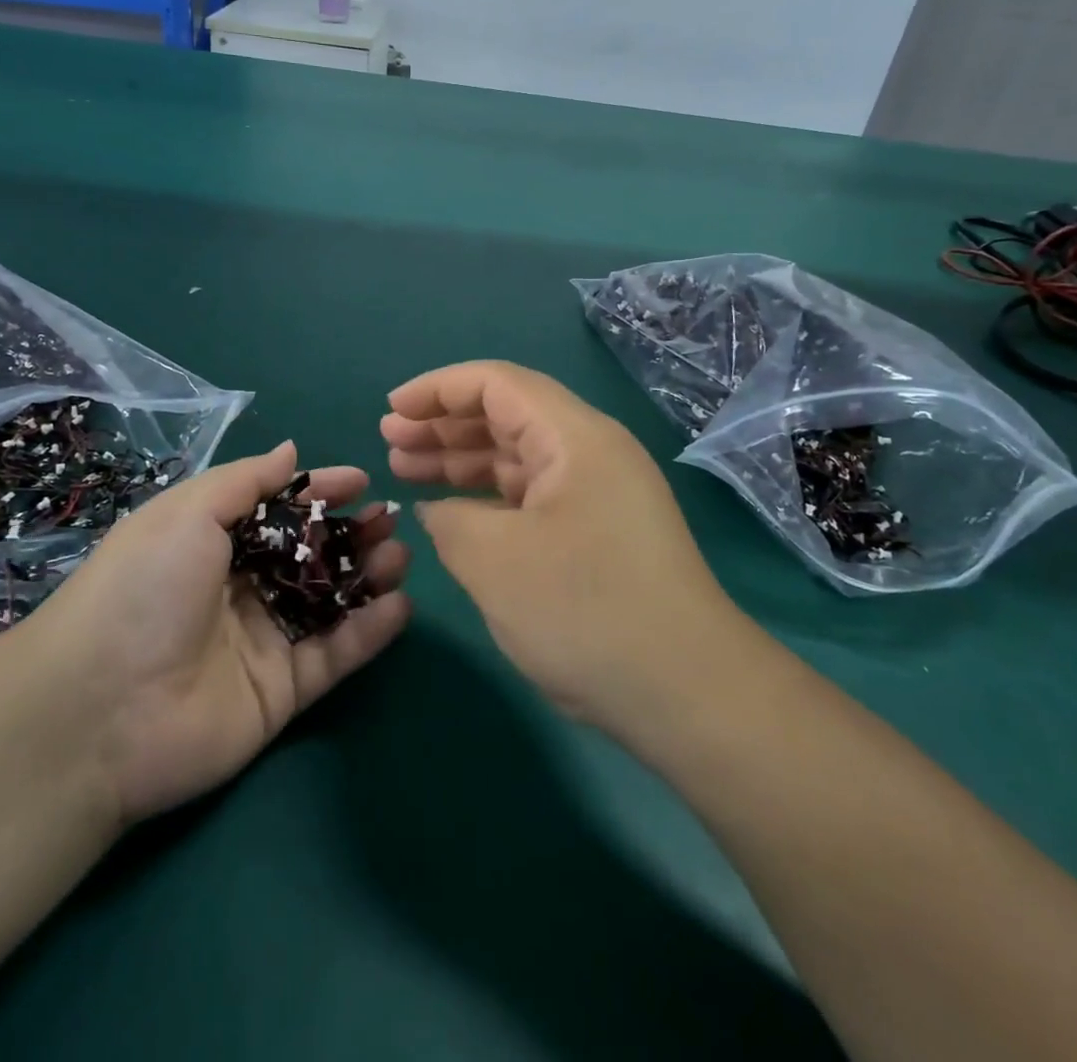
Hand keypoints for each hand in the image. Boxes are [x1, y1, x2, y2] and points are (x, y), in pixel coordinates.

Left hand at [21, 441, 410, 824]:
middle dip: (352, 533)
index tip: (361, 480)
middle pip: (309, 555)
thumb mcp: (187, 513)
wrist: (100, 710)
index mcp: (211, 543)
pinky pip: (334, 655)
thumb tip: (290, 450)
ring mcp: (262, 641)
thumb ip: (245, 481)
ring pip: (329, 602)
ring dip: (368, 577)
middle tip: (391, 520)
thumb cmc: (144, 588)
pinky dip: (369, 632)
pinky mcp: (282, 692)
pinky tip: (401, 606)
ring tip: (402, 556)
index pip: (278, 510)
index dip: (318, 492)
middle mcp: (239, 588)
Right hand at [381, 361, 737, 735]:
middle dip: (443, 424)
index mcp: (575, 437)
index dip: (437, 389)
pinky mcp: (599, 531)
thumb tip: (437, 510)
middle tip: (389, 441)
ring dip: (461, 460)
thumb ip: (450, 520)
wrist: (688, 693)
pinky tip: (451, 512)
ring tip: (405, 469)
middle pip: (507, 415)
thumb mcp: (495, 561)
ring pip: (518, 456)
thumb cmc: (586, 611)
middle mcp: (591, 452)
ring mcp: (598, 493)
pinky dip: (488, 497)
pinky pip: (533, 495)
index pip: (497, 384)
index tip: (392, 410)